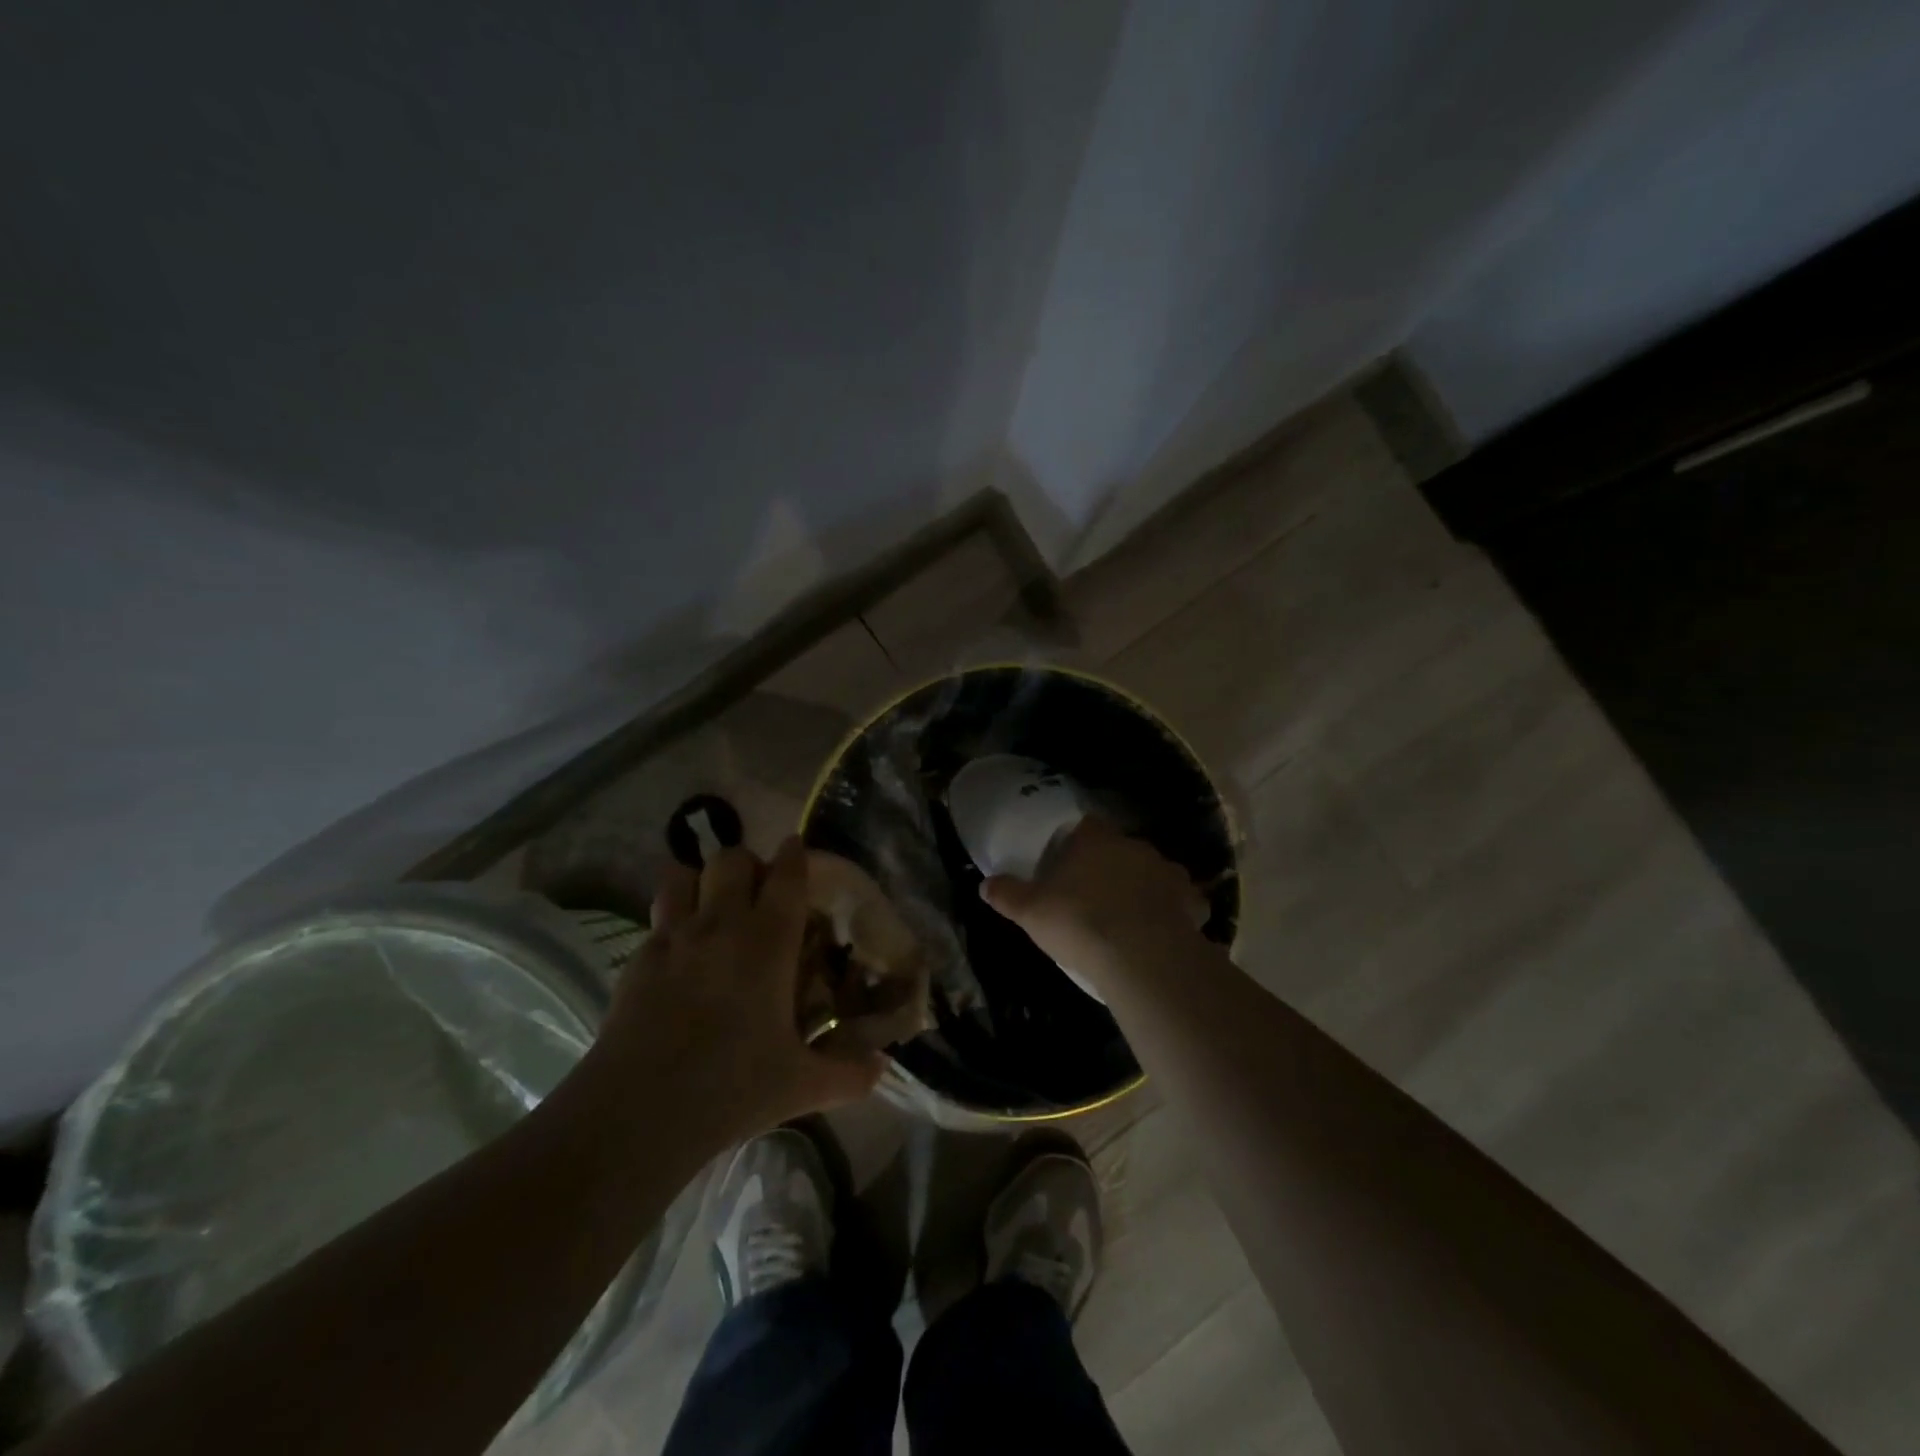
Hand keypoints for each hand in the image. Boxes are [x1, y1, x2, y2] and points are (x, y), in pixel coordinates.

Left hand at [601, 837, 883, 1146]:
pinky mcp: (638, 959)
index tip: (797, 848)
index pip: (786, 875)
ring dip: (701, 880)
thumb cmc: (732, 1088)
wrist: (639, 1112)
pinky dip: (672, 920)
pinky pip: (658, 918)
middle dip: (748, 864)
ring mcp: (674, 937)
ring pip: (684, 875)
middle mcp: (721, 925)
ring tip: (712, 907)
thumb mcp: (801, 1086)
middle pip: (732, 859)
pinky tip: (679, 954)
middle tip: (758, 892)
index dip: (794, 854)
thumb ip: (848, 1074)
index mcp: (768, 942)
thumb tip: (882, 1069)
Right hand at [979, 818, 1207, 983]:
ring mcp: (1167, 871)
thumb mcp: (1031, 911)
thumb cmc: (1079, 922)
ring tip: (1130, 914)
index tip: (1069, 862)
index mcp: (1095, 840)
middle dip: (1110, 866)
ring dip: (1144, 886)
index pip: (1086, 826)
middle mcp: (1134, 846)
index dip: (1077, 842)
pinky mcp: (1191, 901)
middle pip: (1121, 848)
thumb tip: (985, 884)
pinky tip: (1163, 930)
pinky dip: (1174, 911)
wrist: (1140, 955)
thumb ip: (1007, 894)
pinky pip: (1182, 901)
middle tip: (1095, 894)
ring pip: (1153, 872)